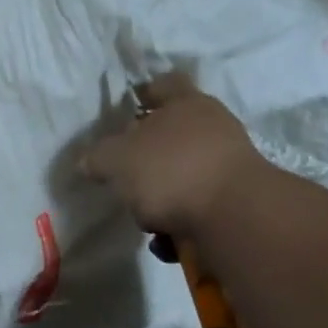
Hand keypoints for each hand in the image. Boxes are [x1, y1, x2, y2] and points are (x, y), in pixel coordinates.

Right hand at [82, 73, 265, 237]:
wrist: (234, 216)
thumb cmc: (172, 171)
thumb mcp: (118, 160)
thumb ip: (99, 158)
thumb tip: (89, 161)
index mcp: (186, 104)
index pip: (164, 85)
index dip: (145, 94)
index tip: (128, 109)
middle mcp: (212, 128)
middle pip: (173, 136)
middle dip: (147, 160)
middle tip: (125, 177)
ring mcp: (229, 166)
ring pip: (184, 177)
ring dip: (162, 199)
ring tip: (146, 221)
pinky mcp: (237, 203)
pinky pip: (199, 210)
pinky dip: (181, 225)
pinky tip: (168, 243)